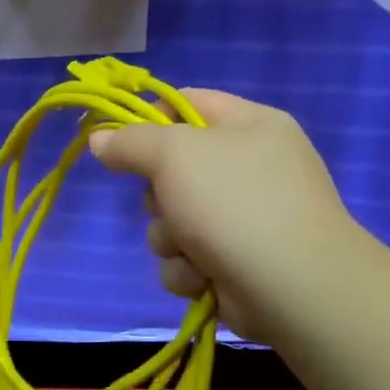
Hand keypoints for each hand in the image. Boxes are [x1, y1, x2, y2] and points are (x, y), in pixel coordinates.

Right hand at [88, 89, 369, 345]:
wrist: (291, 286)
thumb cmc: (235, 204)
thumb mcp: (175, 156)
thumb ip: (131, 142)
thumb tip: (98, 139)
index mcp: (249, 126)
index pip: (187, 103)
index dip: (149, 120)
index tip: (118, 142)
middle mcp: (248, 168)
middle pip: (171, 170)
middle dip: (157, 196)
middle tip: (167, 203)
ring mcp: (242, 218)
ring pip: (171, 222)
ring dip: (169, 240)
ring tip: (192, 250)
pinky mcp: (232, 262)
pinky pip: (185, 259)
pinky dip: (187, 270)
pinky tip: (204, 277)